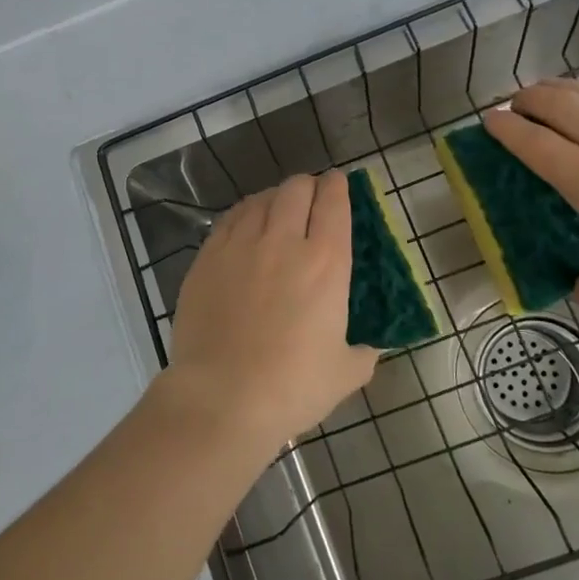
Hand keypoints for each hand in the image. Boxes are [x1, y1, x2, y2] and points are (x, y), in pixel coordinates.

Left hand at [166, 173, 376, 452]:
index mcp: (325, 263)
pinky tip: (245, 223)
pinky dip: (244, 213)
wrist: (221, 397)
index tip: (340, 183)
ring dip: (275, 197)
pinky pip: (230, 219)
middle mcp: (283, 241)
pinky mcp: (208, 257)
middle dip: (308, 185)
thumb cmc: (291, 387)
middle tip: (312, 197)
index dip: (339, 186)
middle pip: (296, 189)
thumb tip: (370, 345)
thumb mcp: (346, 373)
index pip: (334, 204)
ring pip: (260, 199)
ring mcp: (240, 245)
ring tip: (278, 207)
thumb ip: (364, 351)